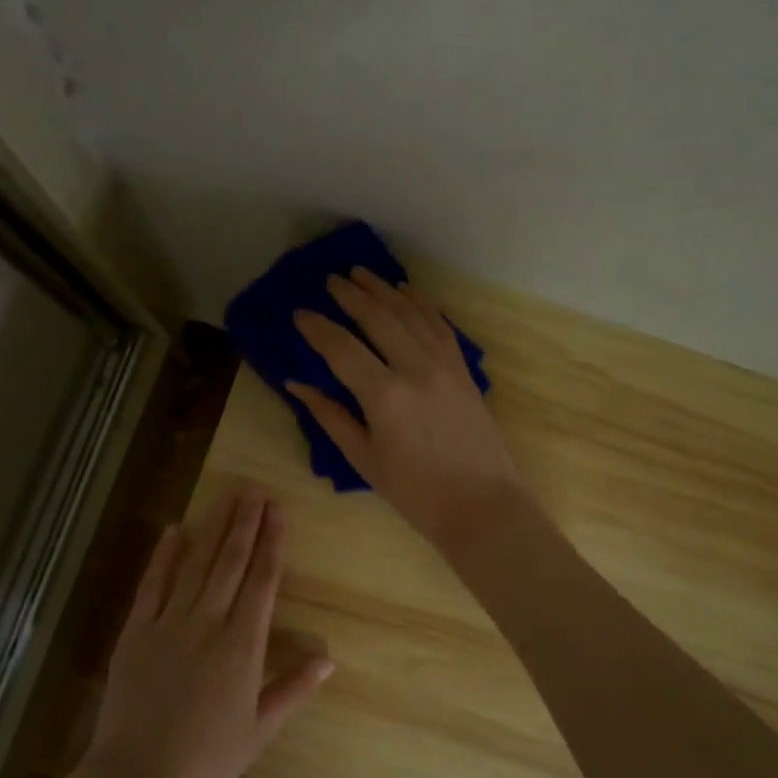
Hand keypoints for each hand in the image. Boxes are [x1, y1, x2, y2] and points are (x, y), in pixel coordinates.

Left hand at [84, 488, 332, 777]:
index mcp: (243, 646)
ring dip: (213, 529)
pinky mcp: (135, 631)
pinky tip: (174, 530)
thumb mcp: (260, 730)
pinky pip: (152, 585)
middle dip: (246, 523)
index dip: (273, 543)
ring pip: (196, 566)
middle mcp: (209, 624)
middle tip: (254, 491)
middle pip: (231, 563)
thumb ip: (293, 689)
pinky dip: (164, 556)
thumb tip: (328, 659)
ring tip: (227, 498)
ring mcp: (169, 624)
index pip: (263, 581)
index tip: (278, 511)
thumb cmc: (208, 761)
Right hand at [290, 268, 523, 547]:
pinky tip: (406, 292)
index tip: (299, 313)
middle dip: (350, 295)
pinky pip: (440, 325)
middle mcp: (415, 368)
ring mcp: (444, 365)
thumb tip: (297, 384)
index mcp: (384, 395)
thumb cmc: (414, 491)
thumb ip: (329, 415)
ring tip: (361, 273)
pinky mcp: (463, 369)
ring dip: (383, 290)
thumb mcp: (363, 458)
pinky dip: (421, 304)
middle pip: (377, 318)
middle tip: (329, 280)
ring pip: (410, 313)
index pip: (341, 348)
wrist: (480, 504)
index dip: (317, 328)